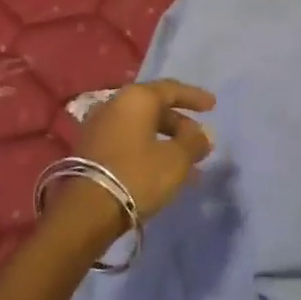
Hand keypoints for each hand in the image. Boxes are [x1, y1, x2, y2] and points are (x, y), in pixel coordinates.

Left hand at [72, 80, 216, 224]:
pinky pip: (129, 143)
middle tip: (200, 142)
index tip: (213, 106)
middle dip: (181, 126)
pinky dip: (149, 152)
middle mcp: (115, 105)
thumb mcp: (177, 159)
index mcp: (136, 98)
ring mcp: (99, 127)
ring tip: (189, 166)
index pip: (171, 89)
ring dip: (167, 143)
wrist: (88, 210)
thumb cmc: (138, 174)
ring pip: (142, 129)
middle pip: (155, 109)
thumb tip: (204, 134)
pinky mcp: (91, 150)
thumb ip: (194, 142)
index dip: (194, 97)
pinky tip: (164, 174)